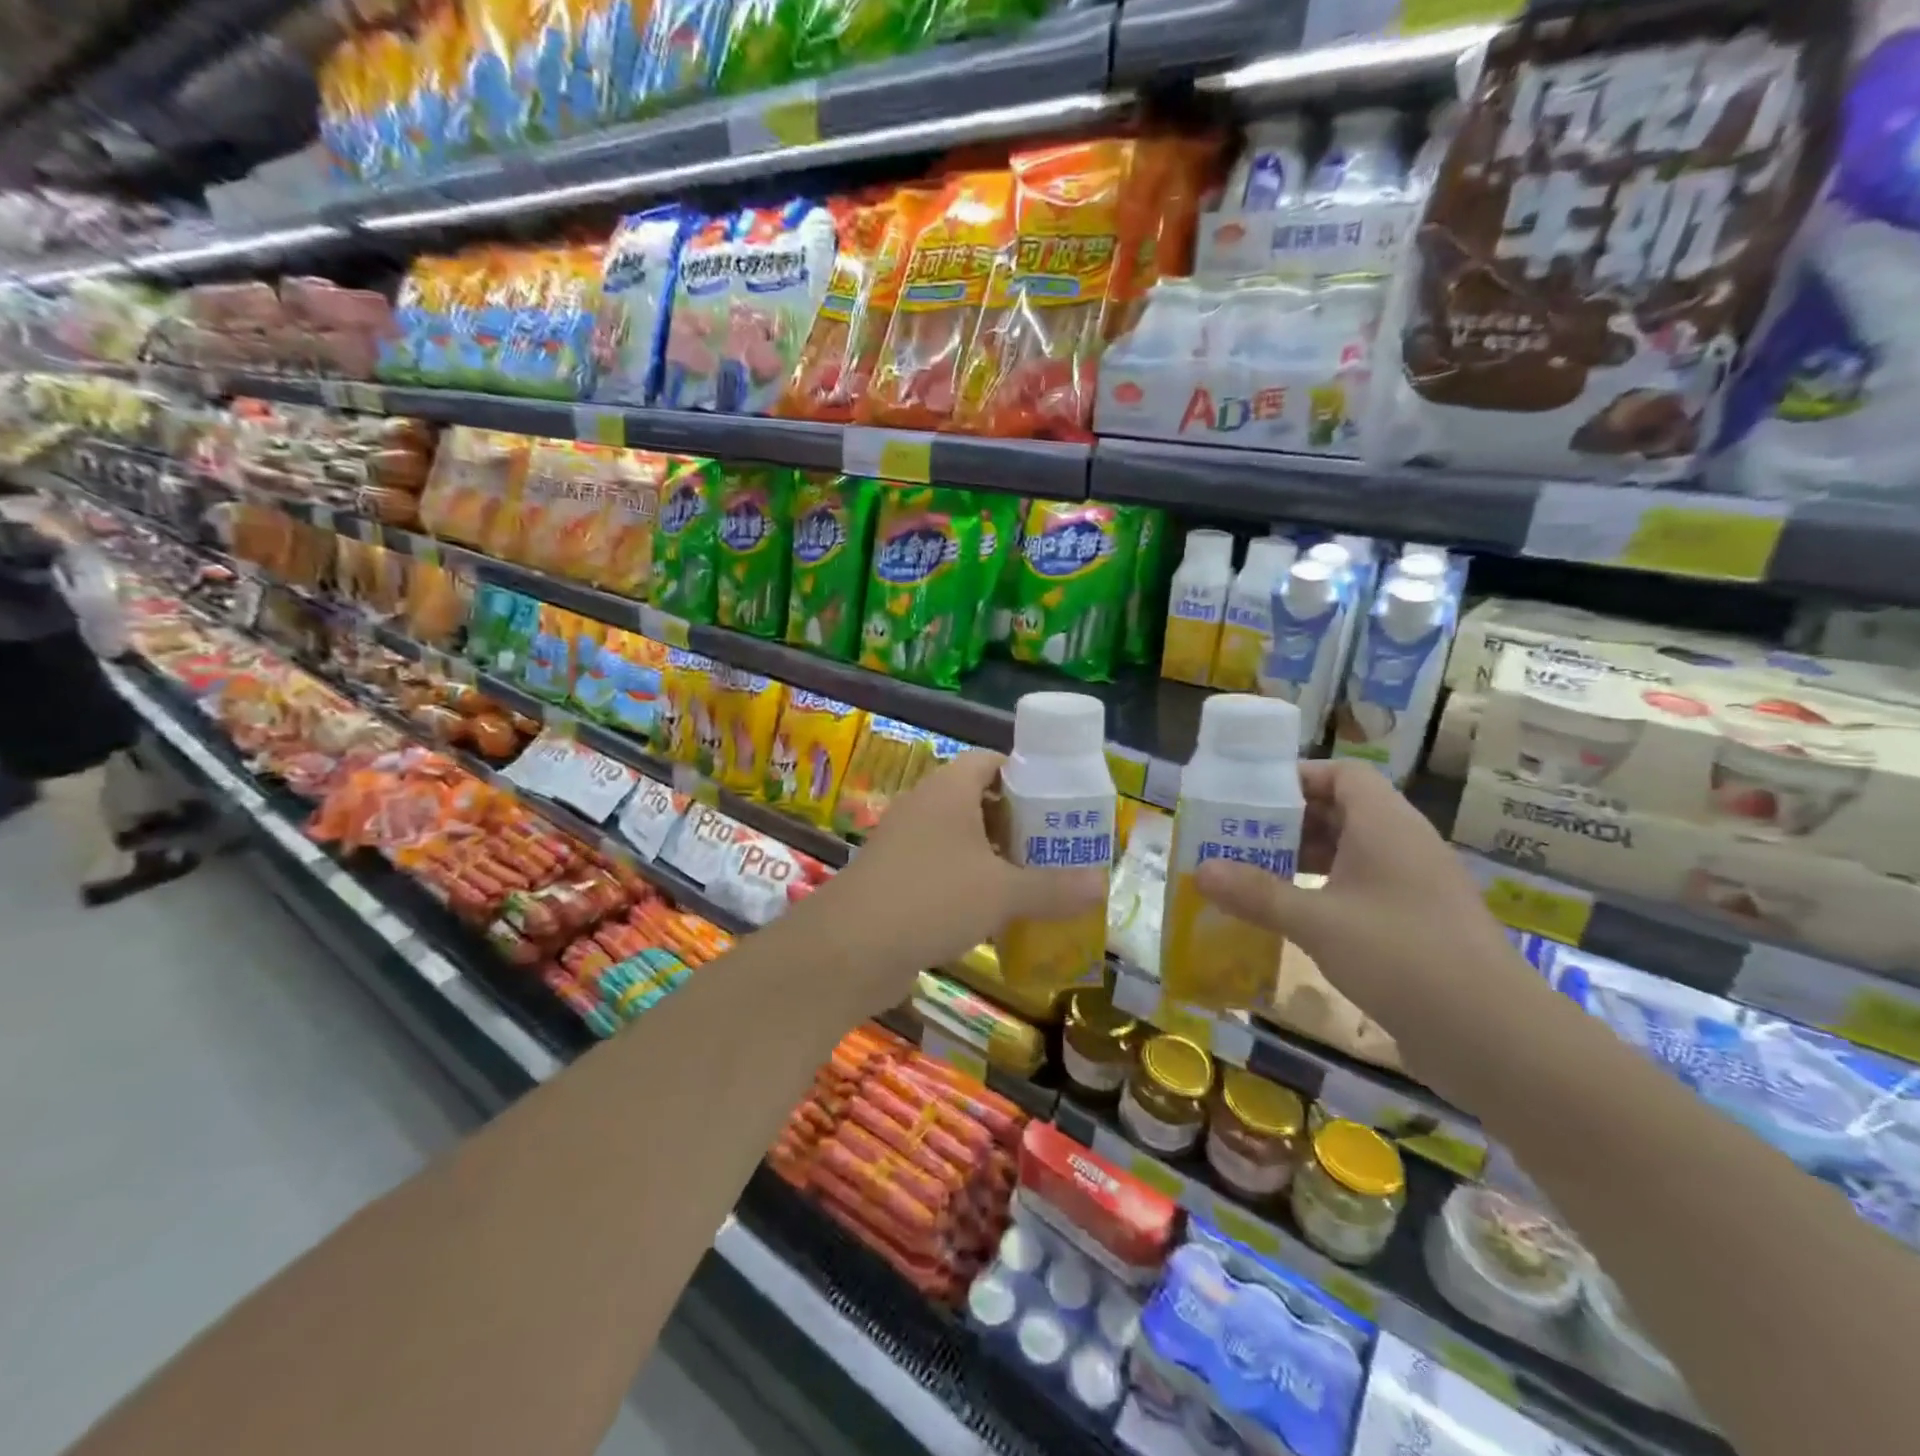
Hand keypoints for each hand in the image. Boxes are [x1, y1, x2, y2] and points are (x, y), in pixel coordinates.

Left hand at [794, 750, 1105, 1013]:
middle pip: (978, 799)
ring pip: (960, 838)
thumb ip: (1054, 887)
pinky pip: (942, 868)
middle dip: (1017, 821)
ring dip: (994, 855)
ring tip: (1034, 879)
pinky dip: (969, 882)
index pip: (991, 760)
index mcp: (949, 790)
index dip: (1025, 774)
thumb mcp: (1002, 893)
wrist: (849, 948)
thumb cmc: (932, 899)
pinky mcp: (895, 879)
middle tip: (1055, 845)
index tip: (1058, 801)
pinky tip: (994, 912)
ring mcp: (905, 843)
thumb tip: (1103, 884)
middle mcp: (924, 807)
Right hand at [1194, 760, 1517, 1032]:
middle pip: (1342, 812)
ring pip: (1351, 853)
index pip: (1343, 775)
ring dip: (1304, 859)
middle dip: (1289, 822)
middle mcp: (1403, 845)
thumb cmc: (1401, 957)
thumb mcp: (1317, 922)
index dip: (1298, 778)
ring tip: (1254, 874)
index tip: (1250, 797)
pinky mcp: (1417, 924)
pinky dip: (1325, 892)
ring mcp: (1414, 887)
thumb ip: (1257, 893)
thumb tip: (1200, 871)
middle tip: (1238, 837)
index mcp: (1386, 825)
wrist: (1495, 1038)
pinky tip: (1292, 917)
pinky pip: (1363, 889)